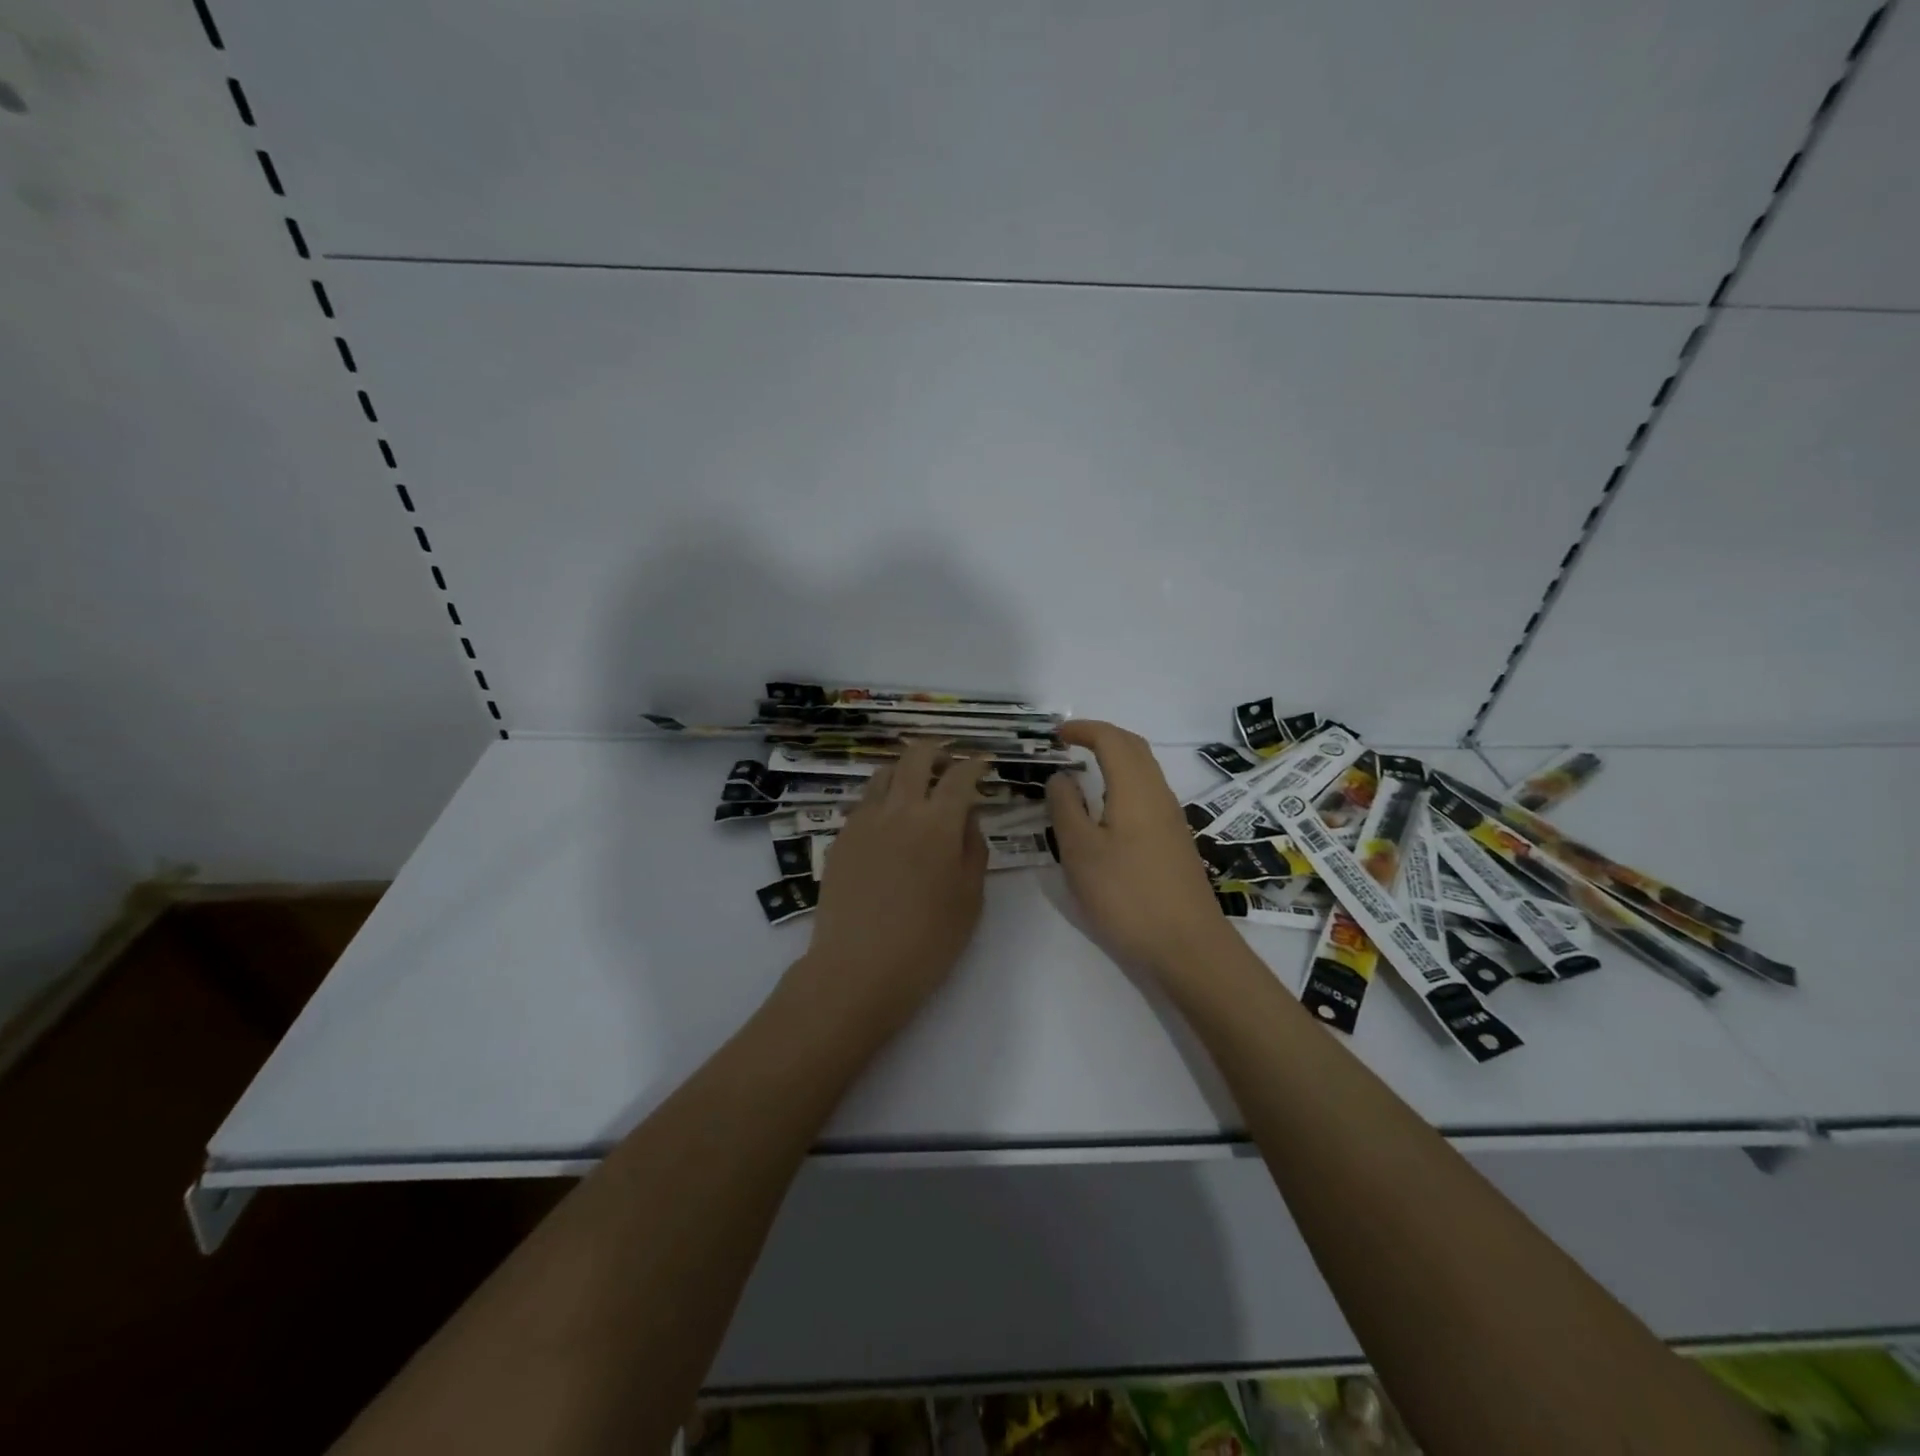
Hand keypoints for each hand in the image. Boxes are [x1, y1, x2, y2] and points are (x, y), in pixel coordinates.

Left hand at [798, 740, 990, 1033]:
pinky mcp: (841, 837)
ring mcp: (864, 820)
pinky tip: (888, 822)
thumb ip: (973, 848)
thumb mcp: (970, 897)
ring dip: (905, 770)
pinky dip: (882, 798)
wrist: (858, 968)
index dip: (975, 763)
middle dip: (937, 751)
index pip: (960, 775)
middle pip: (916, 756)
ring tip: (916, 788)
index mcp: (938, 822)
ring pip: (884, 773)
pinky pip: (864, 802)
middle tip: (948, 764)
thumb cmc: (928, 940)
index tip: (983, 763)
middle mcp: (899, 809)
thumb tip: (966, 818)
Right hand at [1047, 721, 1238, 981]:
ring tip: (1084, 771)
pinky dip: (1124, 783)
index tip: (1056, 734)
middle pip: (1134, 748)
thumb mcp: (1080, 851)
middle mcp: (1159, 795)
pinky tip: (1106, 810)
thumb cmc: (1126, 895)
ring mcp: (1172, 820)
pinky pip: (1148, 794)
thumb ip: (1066, 808)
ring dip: (1115, 759)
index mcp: (1136, 789)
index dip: (1083, 729)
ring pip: (1144, 771)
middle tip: (1070, 743)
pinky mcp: (1175, 842)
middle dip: (1102, 736)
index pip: (1112, 740)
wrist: (1187, 946)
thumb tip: (1061, 777)